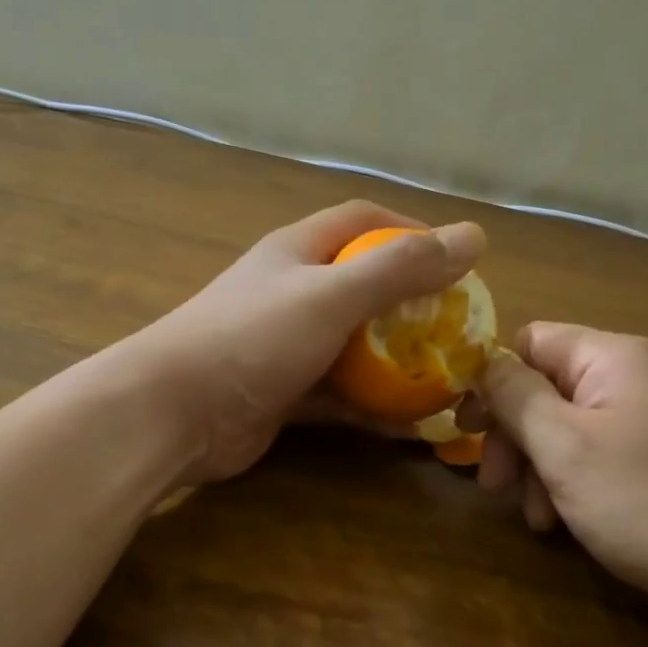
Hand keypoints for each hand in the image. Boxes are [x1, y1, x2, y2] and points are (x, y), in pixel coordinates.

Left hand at [128, 201, 485, 483]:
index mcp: (298, 252)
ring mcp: (286, 346)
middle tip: (457, 328)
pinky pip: (339, 395)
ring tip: (445, 378)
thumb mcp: (332, 294)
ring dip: (395, 361)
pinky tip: (409, 425)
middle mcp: (292, 292)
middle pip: (362, 286)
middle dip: (411, 304)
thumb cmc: (253, 338)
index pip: (363, 221)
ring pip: (353, 346)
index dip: (411, 231)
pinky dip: (371, 407)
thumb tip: (474, 236)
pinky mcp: (283, 394)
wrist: (173, 413)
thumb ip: (400, 267)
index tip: (456, 259)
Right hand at [478, 323, 647, 611]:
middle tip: (492, 486)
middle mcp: (637, 376)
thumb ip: (516, 397)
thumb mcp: (566, 447)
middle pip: (548, 388)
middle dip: (514, 437)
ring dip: (540, 468)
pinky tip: (566, 523)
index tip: (466, 430)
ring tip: (537, 519)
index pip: (531, 342)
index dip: (492, 380)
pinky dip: (574, 482)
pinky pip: (601, 453)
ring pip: (570, 427)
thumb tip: (483, 362)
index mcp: (614, 357)